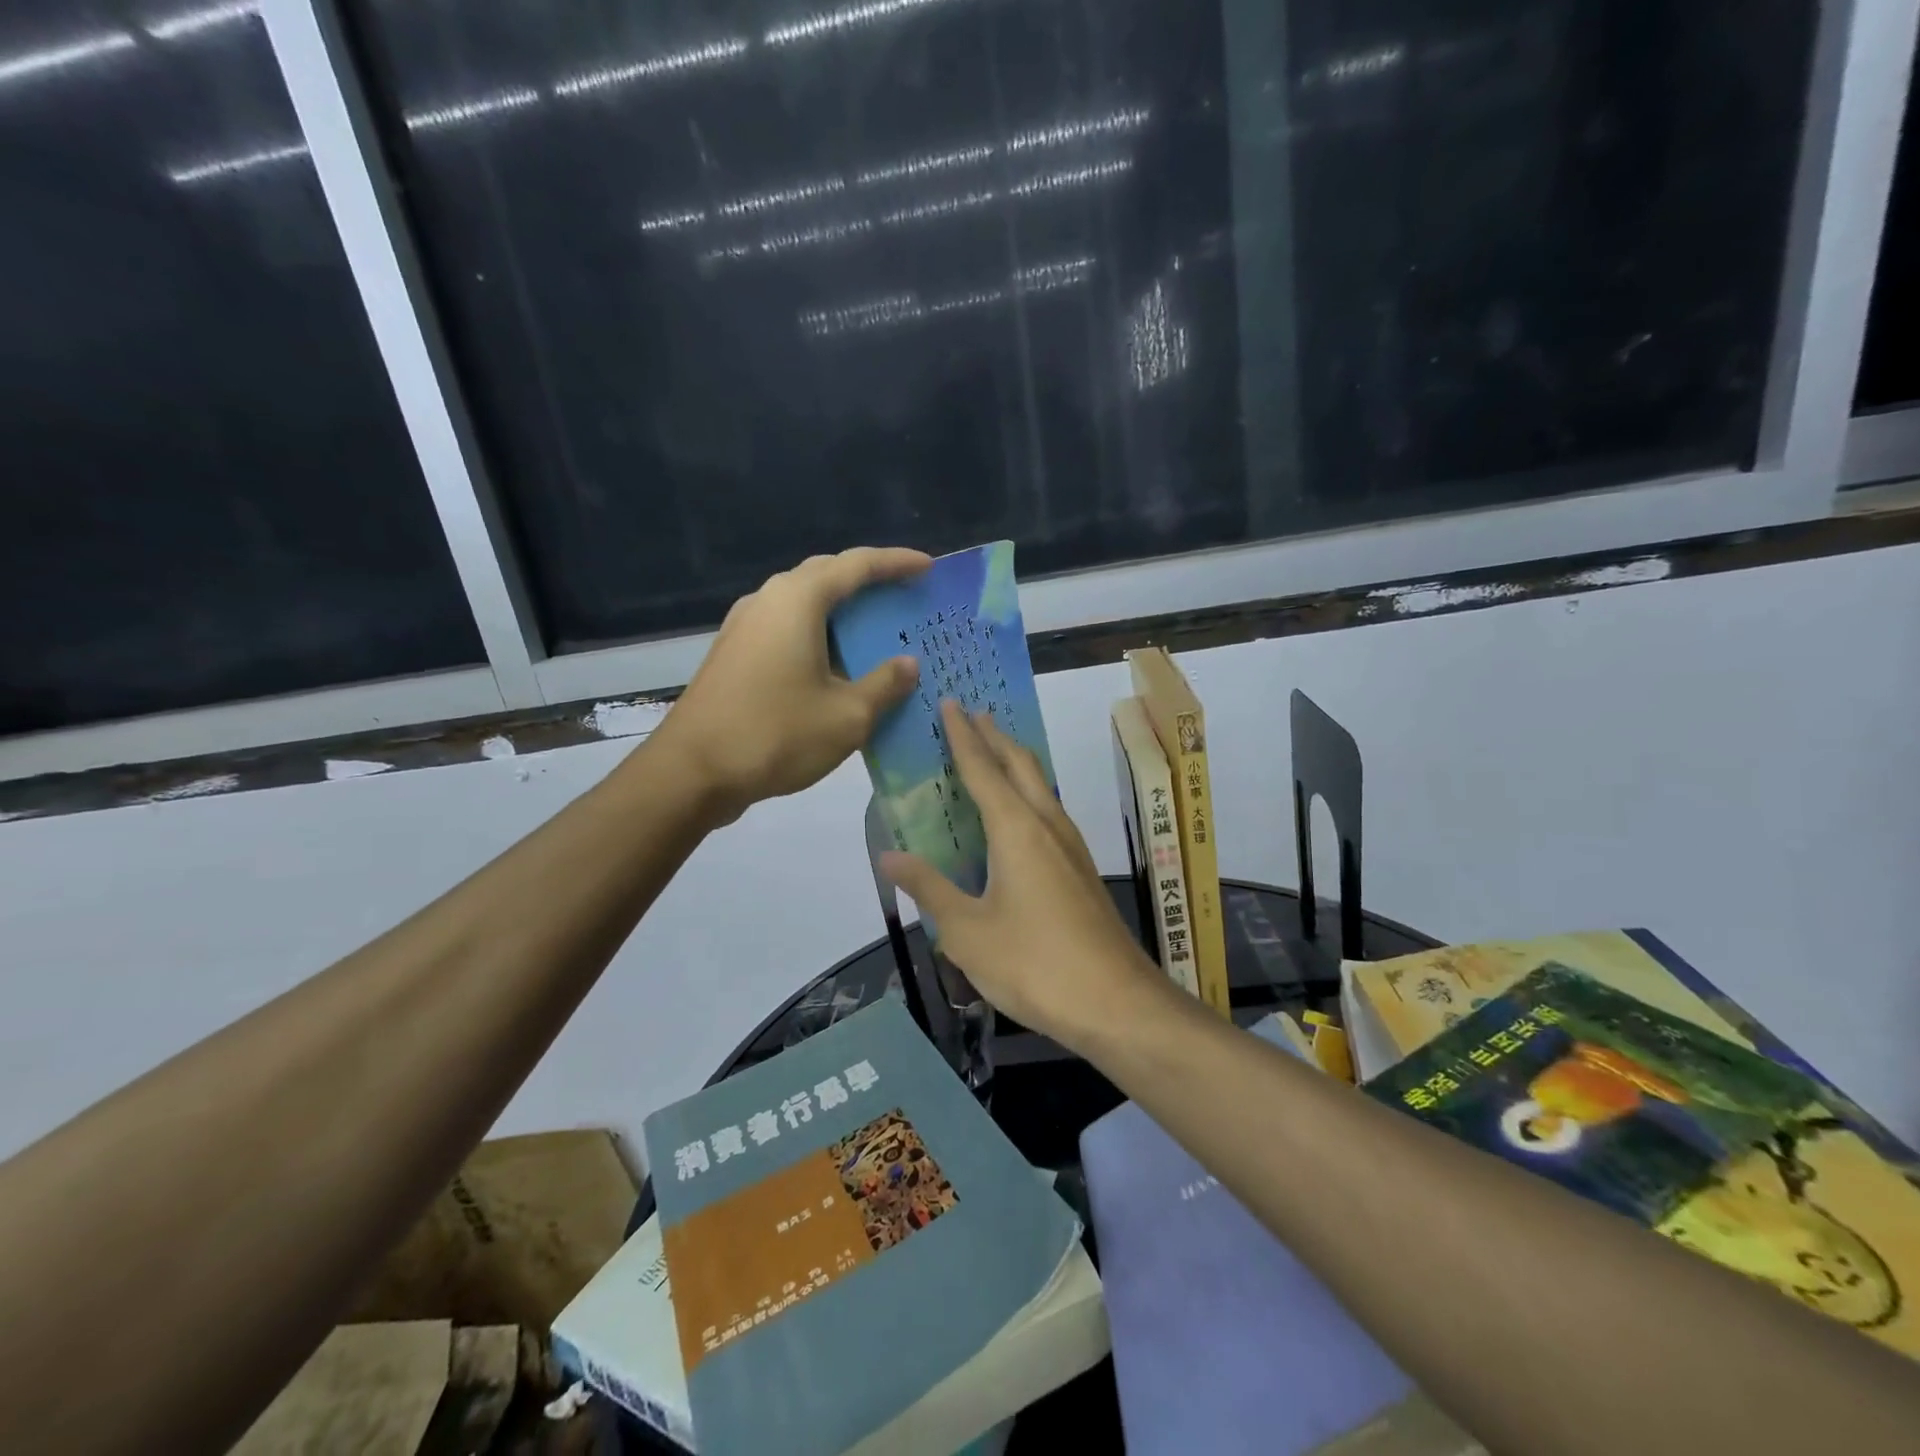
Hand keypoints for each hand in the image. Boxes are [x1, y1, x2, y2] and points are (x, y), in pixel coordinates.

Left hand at [648, 547, 930, 823]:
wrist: (692, 772)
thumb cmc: (776, 734)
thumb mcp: (847, 715)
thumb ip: (885, 684)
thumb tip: (908, 664)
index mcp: (798, 600)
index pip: (857, 565)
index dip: (897, 563)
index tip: (928, 567)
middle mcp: (768, 600)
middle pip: (827, 576)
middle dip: (869, 582)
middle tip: (905, 597)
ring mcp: (745, 626)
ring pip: (804, 604)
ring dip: (843, 612)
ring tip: (877, 631)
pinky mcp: (735, 653)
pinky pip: (788, 629)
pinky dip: (820, 636)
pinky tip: (838, 665)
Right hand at [882, 700, 1166, 1052]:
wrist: (1116, 1002)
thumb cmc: (1034, 964)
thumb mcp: (966, 931)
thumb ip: (929, 888)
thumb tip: (890, 855)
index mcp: (1016, 829)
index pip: (982, 768)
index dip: (963, 735)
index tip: (950, 702)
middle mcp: (1047, 825)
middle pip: (1020, 765)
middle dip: (994, 736)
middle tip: (971, 714)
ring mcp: (1070, 846)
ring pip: (1040, 786)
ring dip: (1015, 762)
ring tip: (992, 754)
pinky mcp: (1081, 869)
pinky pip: (1048, 812)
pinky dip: (1027, 794)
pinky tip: (1018, 817)